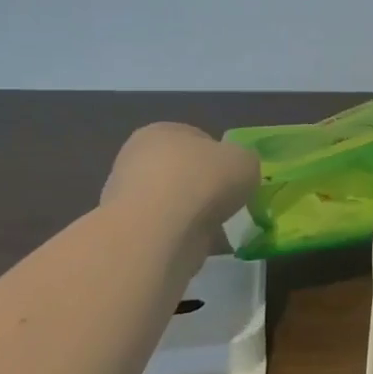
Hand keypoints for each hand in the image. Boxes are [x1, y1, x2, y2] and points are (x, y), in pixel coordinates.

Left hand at [100, 122, 258, 223]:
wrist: (159, 232)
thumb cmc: (203, 181)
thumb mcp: (245, 160)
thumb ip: (243, 161)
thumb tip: (236, 171)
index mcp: (161, 131)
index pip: (196, 138)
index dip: (220, 157)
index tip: (236, 176)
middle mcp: (137, 159)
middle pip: (182, 171)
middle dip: (204, 186)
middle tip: (228, 201)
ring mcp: (128, 197)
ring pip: (173, 202)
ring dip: (194, 213)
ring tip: (218, 227)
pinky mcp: (129, 231)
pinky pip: (167, 229)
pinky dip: (185, 235)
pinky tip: (201, 242)